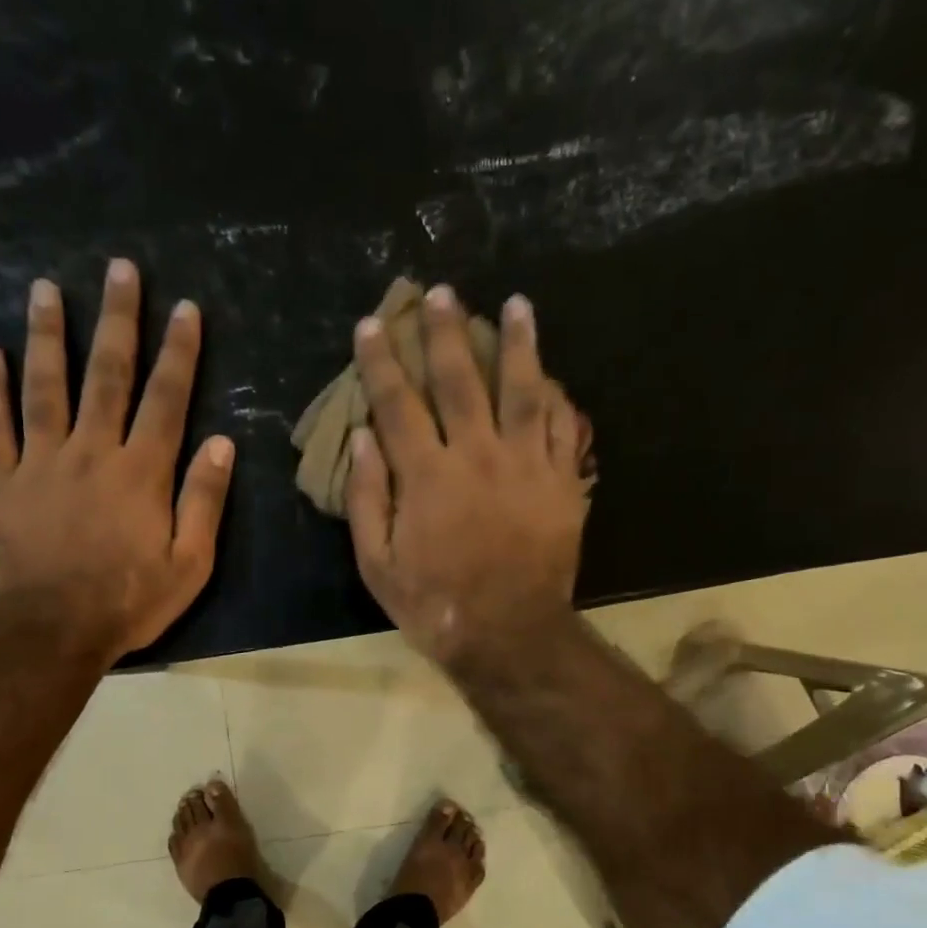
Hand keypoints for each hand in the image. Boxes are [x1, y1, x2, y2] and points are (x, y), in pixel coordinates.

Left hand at [0, 259, 234, 662]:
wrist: (52, 629)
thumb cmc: (129, 601)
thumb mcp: (189, 563)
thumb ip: (204, 501)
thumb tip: (222, 443)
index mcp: (142, 472)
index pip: (166, 399)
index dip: (178, 352)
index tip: (184, 308)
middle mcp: (92, 452)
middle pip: (107, 376)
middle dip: (117, 320)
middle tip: (119, 269)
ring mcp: (42, 462)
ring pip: (45, 387)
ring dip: (48, 335)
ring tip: (46, 288)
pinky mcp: (2, 482)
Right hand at [346, 287, 591, 668]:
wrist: (508, 634)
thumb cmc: (434, 604)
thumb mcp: (377, 564)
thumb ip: (366, 499)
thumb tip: (363, 440)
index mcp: (427, 475)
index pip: (397, 404)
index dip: (381, 362)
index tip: (372, 326)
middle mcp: (477, 455)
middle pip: (460, 379)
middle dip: (446, 332)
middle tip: (441, 293)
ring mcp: (526, 465)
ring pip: (523, 388)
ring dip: (518, 342)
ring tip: (516, 303)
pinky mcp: (562, 482)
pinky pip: (563, 427)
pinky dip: (557, 396)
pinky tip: (553, 374)